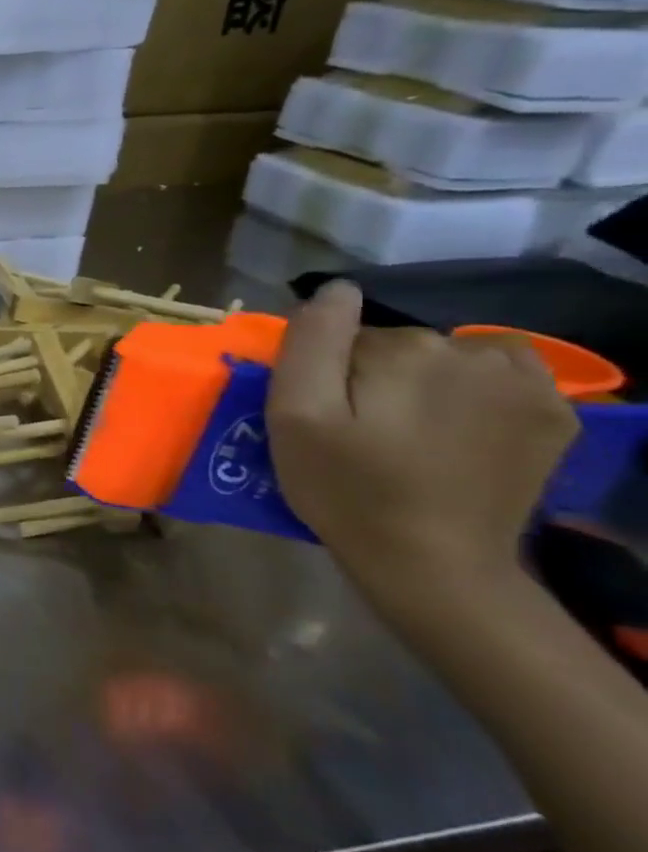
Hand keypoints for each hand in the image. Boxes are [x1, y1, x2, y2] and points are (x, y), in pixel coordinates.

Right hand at [266, 280, 579, 614]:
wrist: (434, 563)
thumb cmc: (345, 488)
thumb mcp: (295, 416)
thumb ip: (311, 343)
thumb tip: (335, 289)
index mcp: (402, 351)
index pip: (344, 336)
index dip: (325, 373)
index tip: (324, 416)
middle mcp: (471, 353)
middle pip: (399, 344)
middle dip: (374, 375)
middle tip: (361, 431)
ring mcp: (526, 383)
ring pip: (451, 355)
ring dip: (427, 379)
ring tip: (413, 430)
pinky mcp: (555, 415)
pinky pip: (504, 375)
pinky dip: (480, 389)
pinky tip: (463, 427)